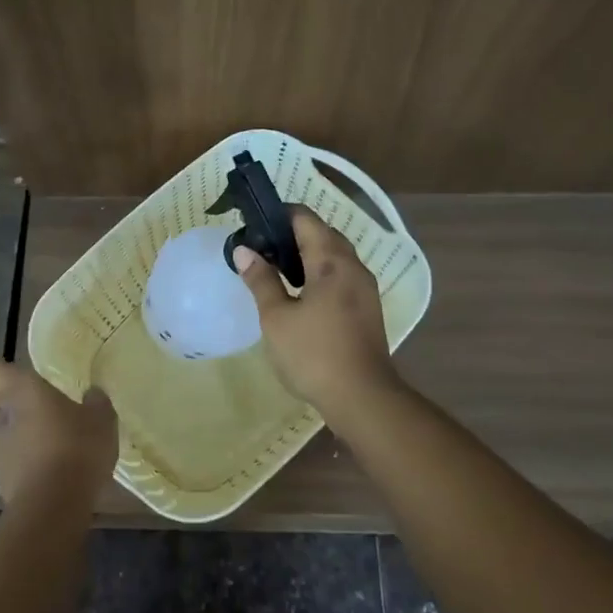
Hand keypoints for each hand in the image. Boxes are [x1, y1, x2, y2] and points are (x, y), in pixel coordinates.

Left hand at [0, 359, 117, 507]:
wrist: (54, 503)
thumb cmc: (77, 446)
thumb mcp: (101, 420)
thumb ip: (95, 403)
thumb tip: (93, 394)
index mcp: (21, 389)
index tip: (10, 374)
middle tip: (10, 403)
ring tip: (18, 436)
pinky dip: (8, 461)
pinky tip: (29, 465)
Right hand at [233, 206, 401, 413]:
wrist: (362, 398)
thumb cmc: (313, 354)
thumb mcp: (276, 317)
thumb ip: (261, 280)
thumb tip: (244, 250)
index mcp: (331, 261)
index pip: (305, 218)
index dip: (278, 214)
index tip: (254, 224)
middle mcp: (353, 266)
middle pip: (323, 233)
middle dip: (292, 234)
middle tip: (261, 248)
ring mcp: (365, 288)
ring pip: (335, 256)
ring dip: (307, 254)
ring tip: (276, 270)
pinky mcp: (368, 308)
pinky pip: (342, 276)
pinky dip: (320, 273)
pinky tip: (300, 294)